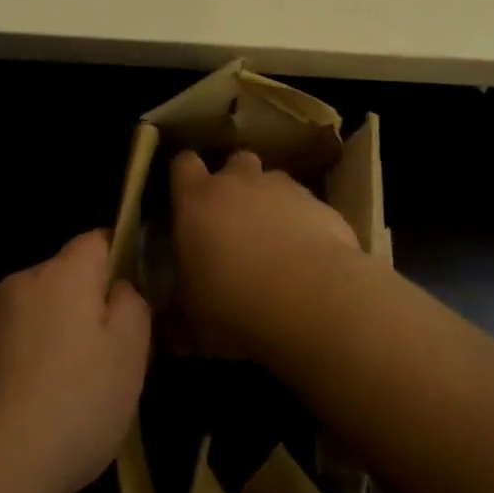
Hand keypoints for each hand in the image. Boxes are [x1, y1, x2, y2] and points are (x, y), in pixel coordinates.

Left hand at [0, 231, 150, 492]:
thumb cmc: (68, 410)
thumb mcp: (129, 358)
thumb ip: (133, 306)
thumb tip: (120, 287)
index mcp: (61, 275)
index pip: (96, 240)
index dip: (119, 262)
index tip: (129, 305)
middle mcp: (17, 284)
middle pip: (62, 280)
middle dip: (83, 310)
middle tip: (102, 364)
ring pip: (31, 317)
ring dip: (48, 341)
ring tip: (60, 400)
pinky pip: (1, 351)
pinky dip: (16, 370)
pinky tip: (22, 418)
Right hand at [170, 149, 361, 357]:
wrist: (312, 299)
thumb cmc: (235, 305)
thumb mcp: (192, 323)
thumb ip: (179, 315)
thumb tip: (172, 330)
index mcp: (197, 200)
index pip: (183, 164)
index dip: (184, 177)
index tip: (185, 198)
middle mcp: (239, 182)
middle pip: (235, 162)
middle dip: (234, 182)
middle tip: (233, 219)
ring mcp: (284, 189)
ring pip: (273, 182)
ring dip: (270, 202)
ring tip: (274, 241)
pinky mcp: (321, 205)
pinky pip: (306, 206)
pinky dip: (304, 223)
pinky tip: (307, 257)